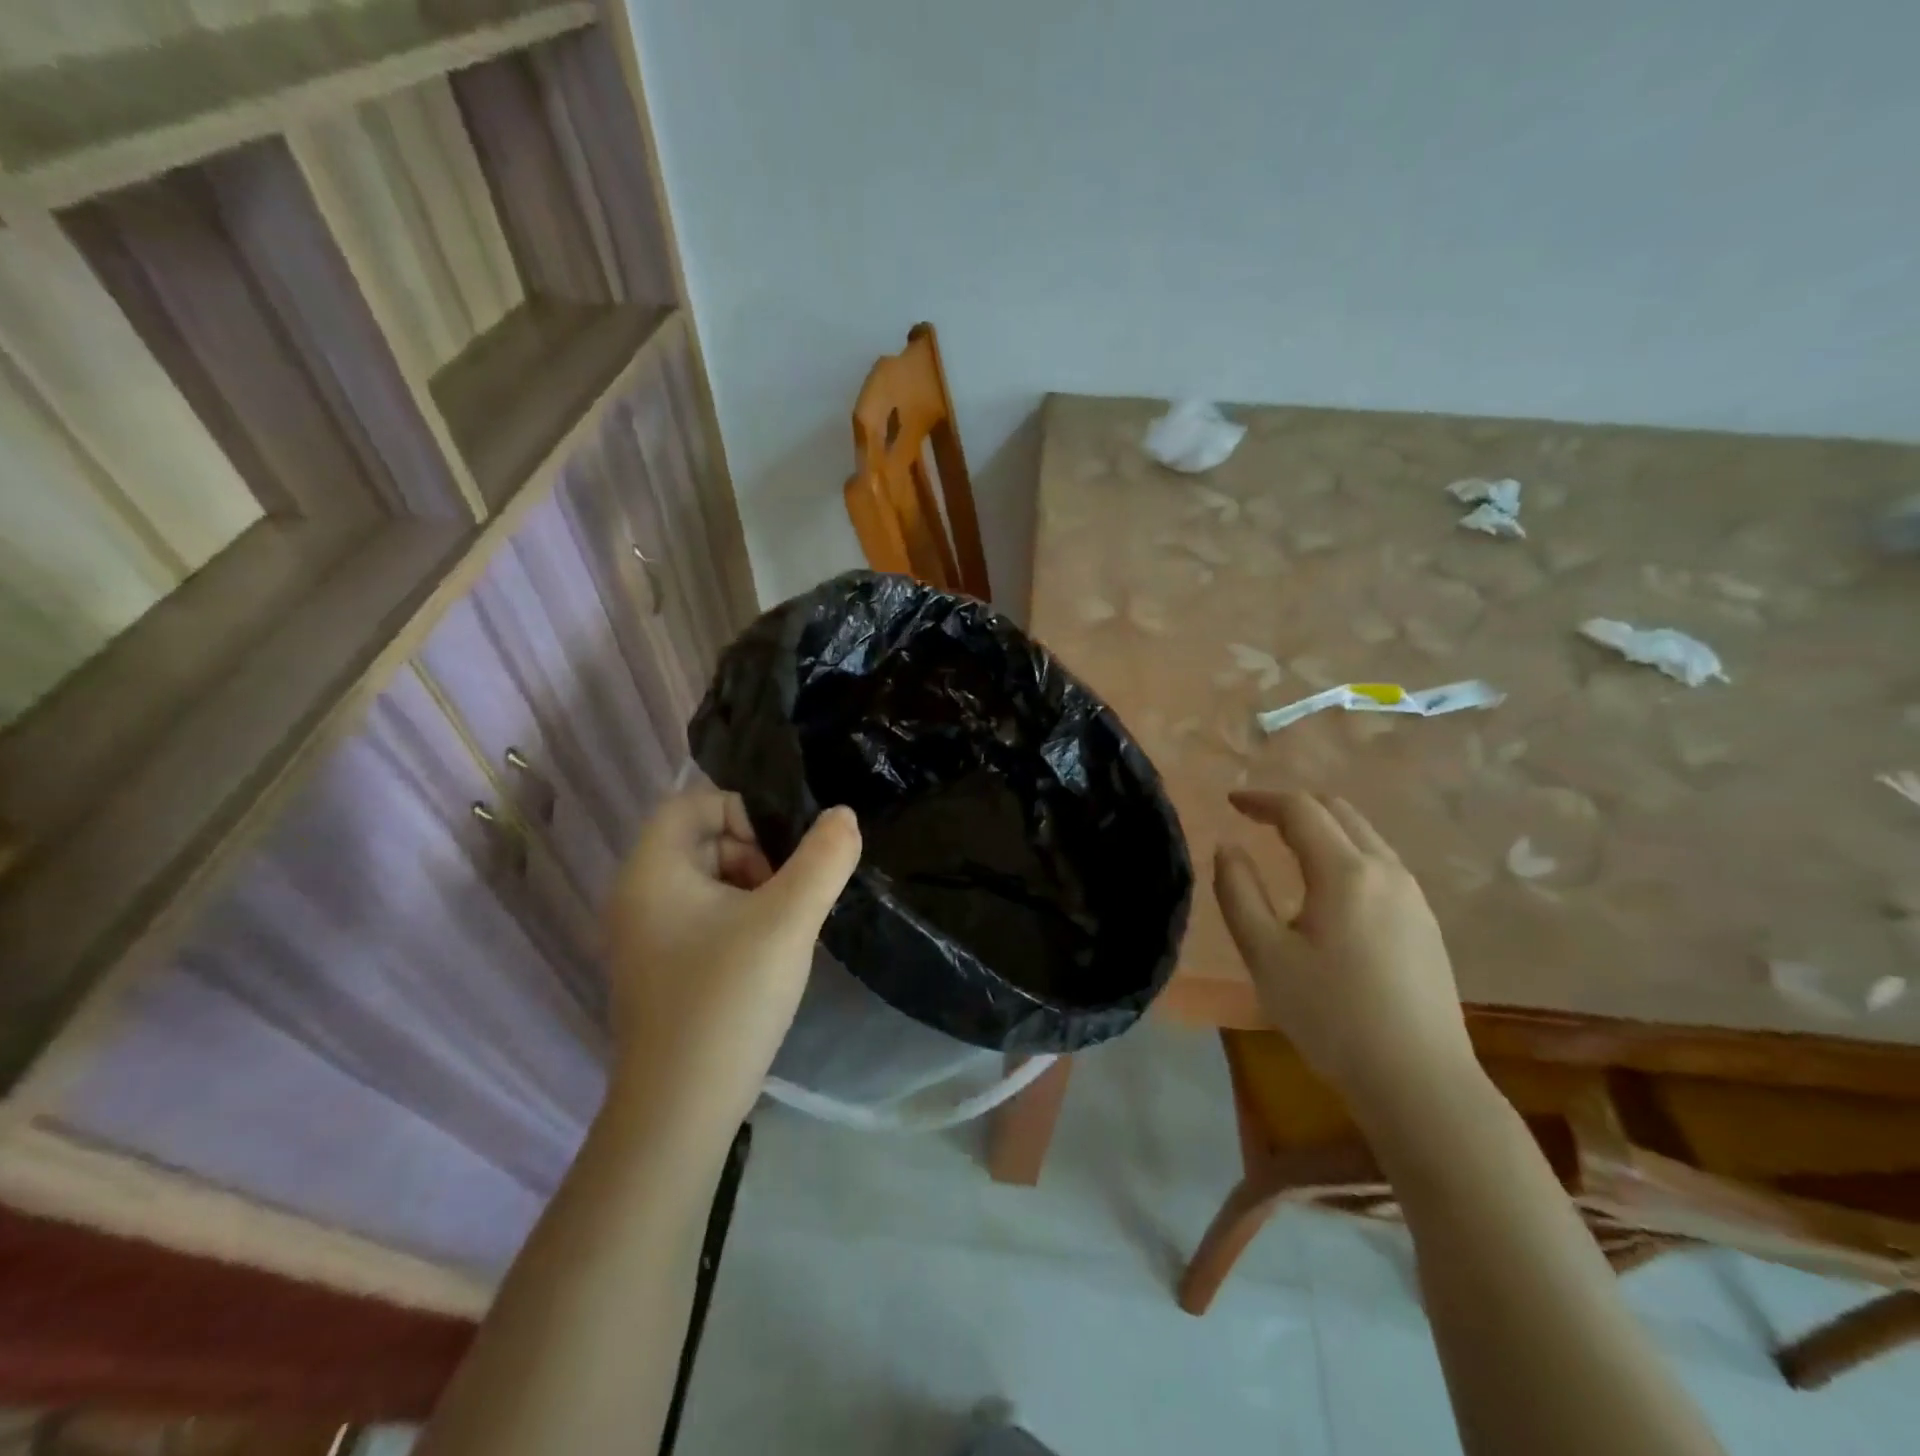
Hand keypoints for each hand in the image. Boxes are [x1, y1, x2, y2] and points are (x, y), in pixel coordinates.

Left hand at [601, 788, 860, 1131]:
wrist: (680, 1109)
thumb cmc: (729, 998)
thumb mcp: (788, 920)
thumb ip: (824, 859)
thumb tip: (843, 815)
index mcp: (651, 870)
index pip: (693, 803)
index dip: (744, 813)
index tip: (783, 854)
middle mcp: (636, 896)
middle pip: (701, 840)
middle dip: (754, 854)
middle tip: (787, 896)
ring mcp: (643, 937)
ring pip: (706, 881)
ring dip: (751, 889)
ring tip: (783, 928)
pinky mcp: (658, 969)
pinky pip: (701, 918)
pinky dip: (737, 921)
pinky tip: (764, 957)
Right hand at [1214, 789, 1478, 1125]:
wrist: (1419, 1081)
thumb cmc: (1331, 1015)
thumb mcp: (1265, 954)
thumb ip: (1238, 892)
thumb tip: (1228, 848)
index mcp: (1345, 871)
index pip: (1300, 810)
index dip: (1261, 799)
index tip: (1231, 802)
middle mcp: (1387, 870)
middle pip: (1339, 812)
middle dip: (1294, 806)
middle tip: (1256, 817)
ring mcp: (1413, 896)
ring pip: (1365, 836)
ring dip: (1323, 827)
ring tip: (1287, 845)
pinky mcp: (1425, 923)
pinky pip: (1380, 863)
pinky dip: (1345, 852)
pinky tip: (1329, 886)